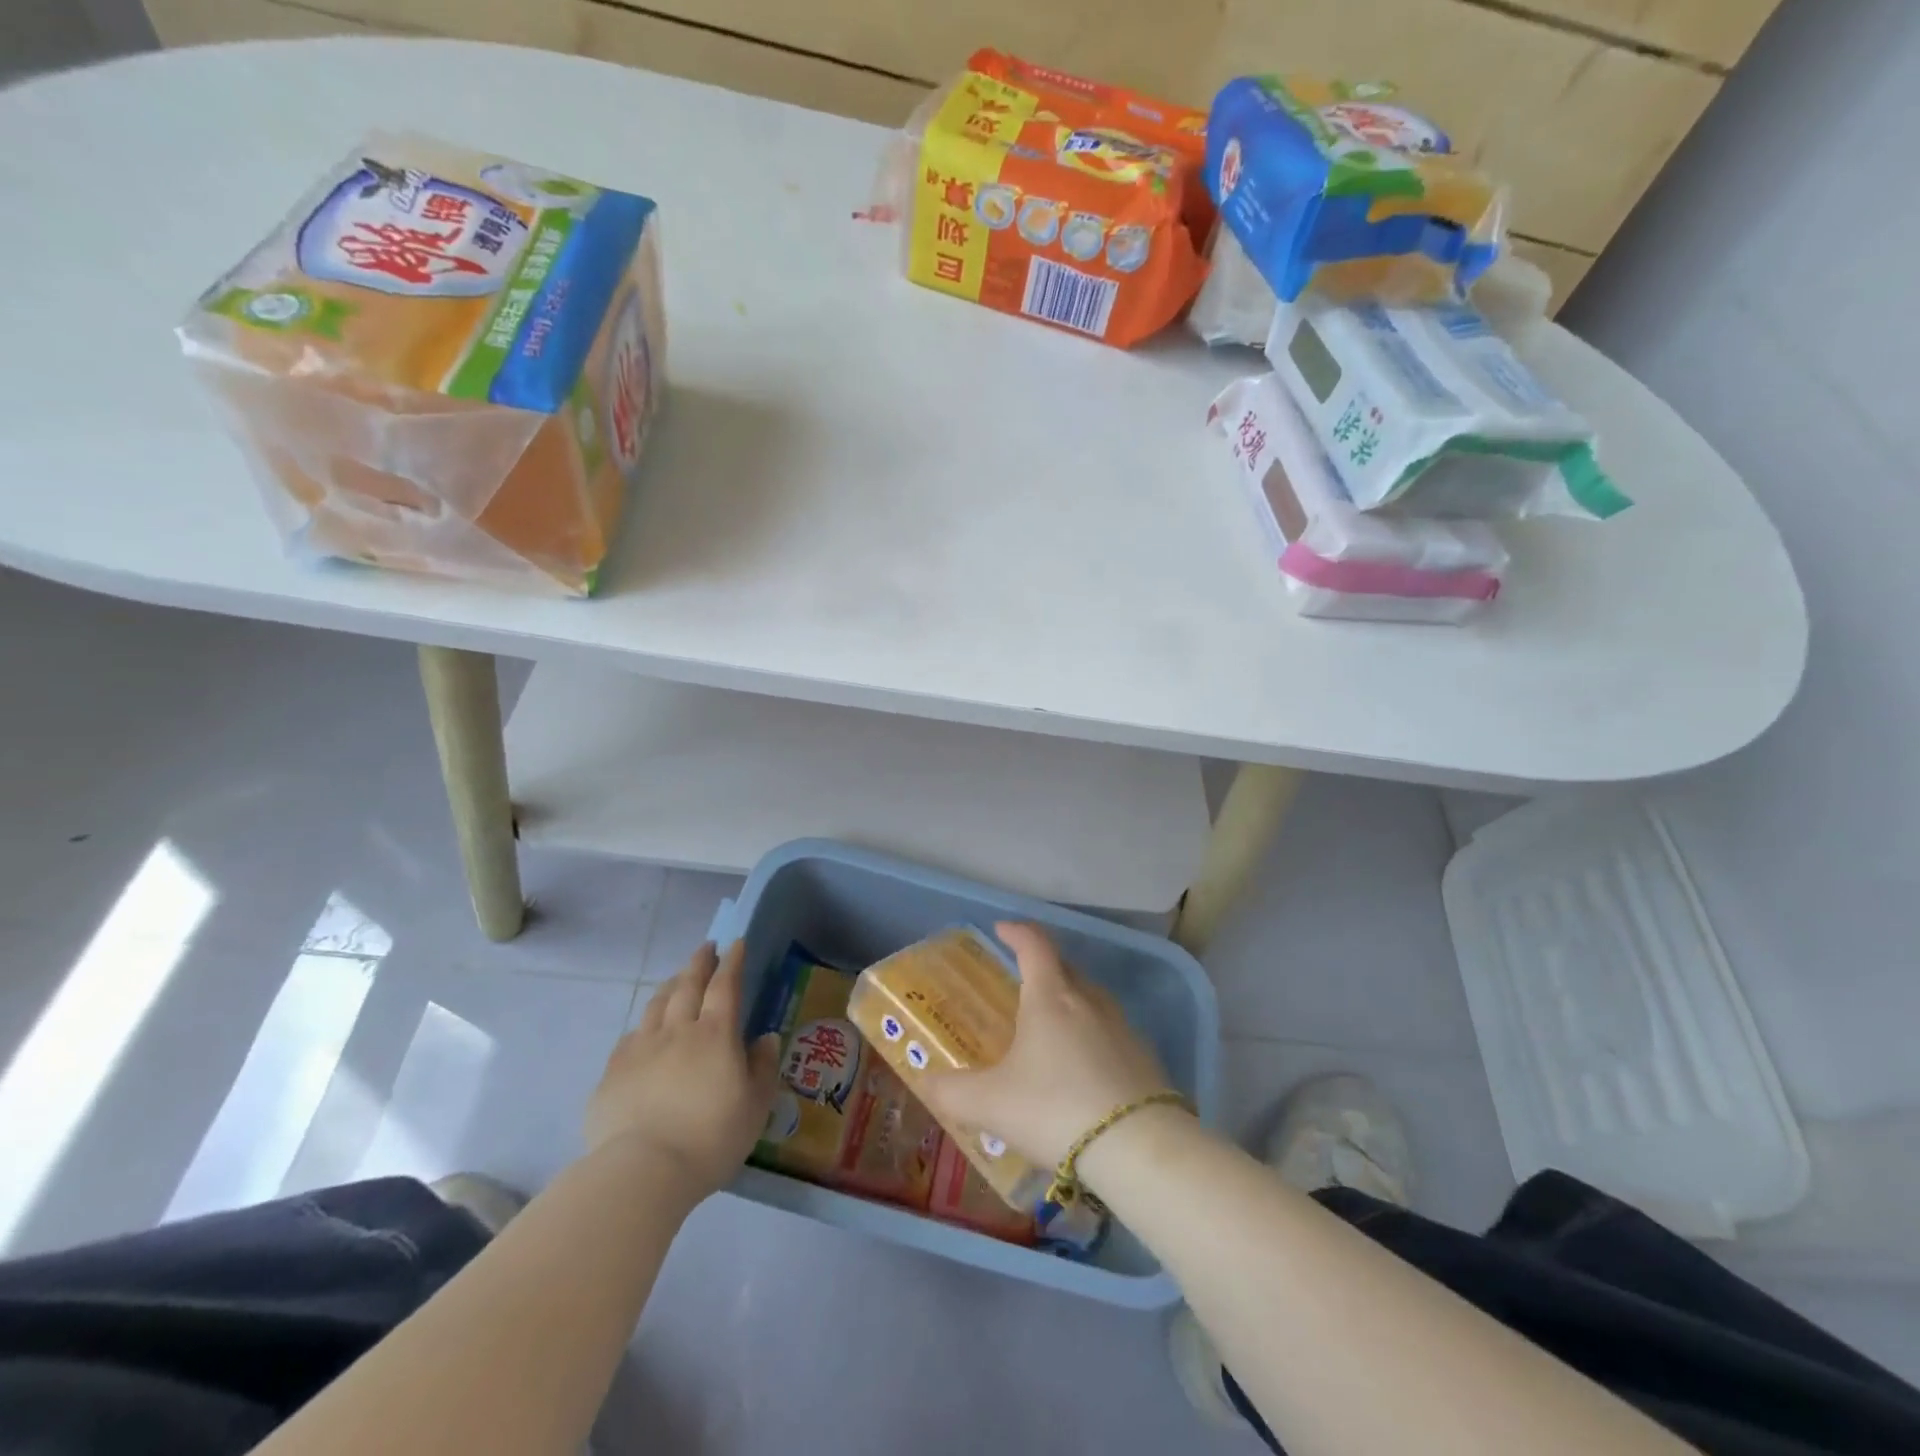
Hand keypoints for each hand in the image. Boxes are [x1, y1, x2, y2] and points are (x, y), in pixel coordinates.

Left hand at [584, 941, 780, 1201]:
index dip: (732, 962)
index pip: (725, 985)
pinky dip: (644, 1025)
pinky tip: (645, 1032)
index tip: (735, 943)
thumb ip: (762, 1068)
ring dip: (670, 986)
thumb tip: (765, 1039)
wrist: (643, 1172)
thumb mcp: (755, 1107)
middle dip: (699, 962)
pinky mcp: (612, 1073)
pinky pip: (630, 1037)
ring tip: (677, 980)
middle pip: (687, 985)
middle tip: (706, 948)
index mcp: (715, 1034)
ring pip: (656, 1005)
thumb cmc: (711, 1138)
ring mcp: (640, 1049)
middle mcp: (677, 1031)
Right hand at [918, 922, 1171, 1168]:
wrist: (1138, 1148)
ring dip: (1070, 1000)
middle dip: (1042, 965)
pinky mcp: (1144, 1057)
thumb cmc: (1055, 1109)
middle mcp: (1088, 1000)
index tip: (1002, 929)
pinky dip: (1092, 1035)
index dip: (1017, 932)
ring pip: (1091, 998)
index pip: (1034, 945)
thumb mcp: (991, 1104)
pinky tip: (1083, 1067)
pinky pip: (1110, 1031)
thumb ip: (953, 1091)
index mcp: (1051, 997)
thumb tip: (924, 1079)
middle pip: (1064, 967)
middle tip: (1022, 980)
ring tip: (1051, 1024)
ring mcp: (1122, 1027)